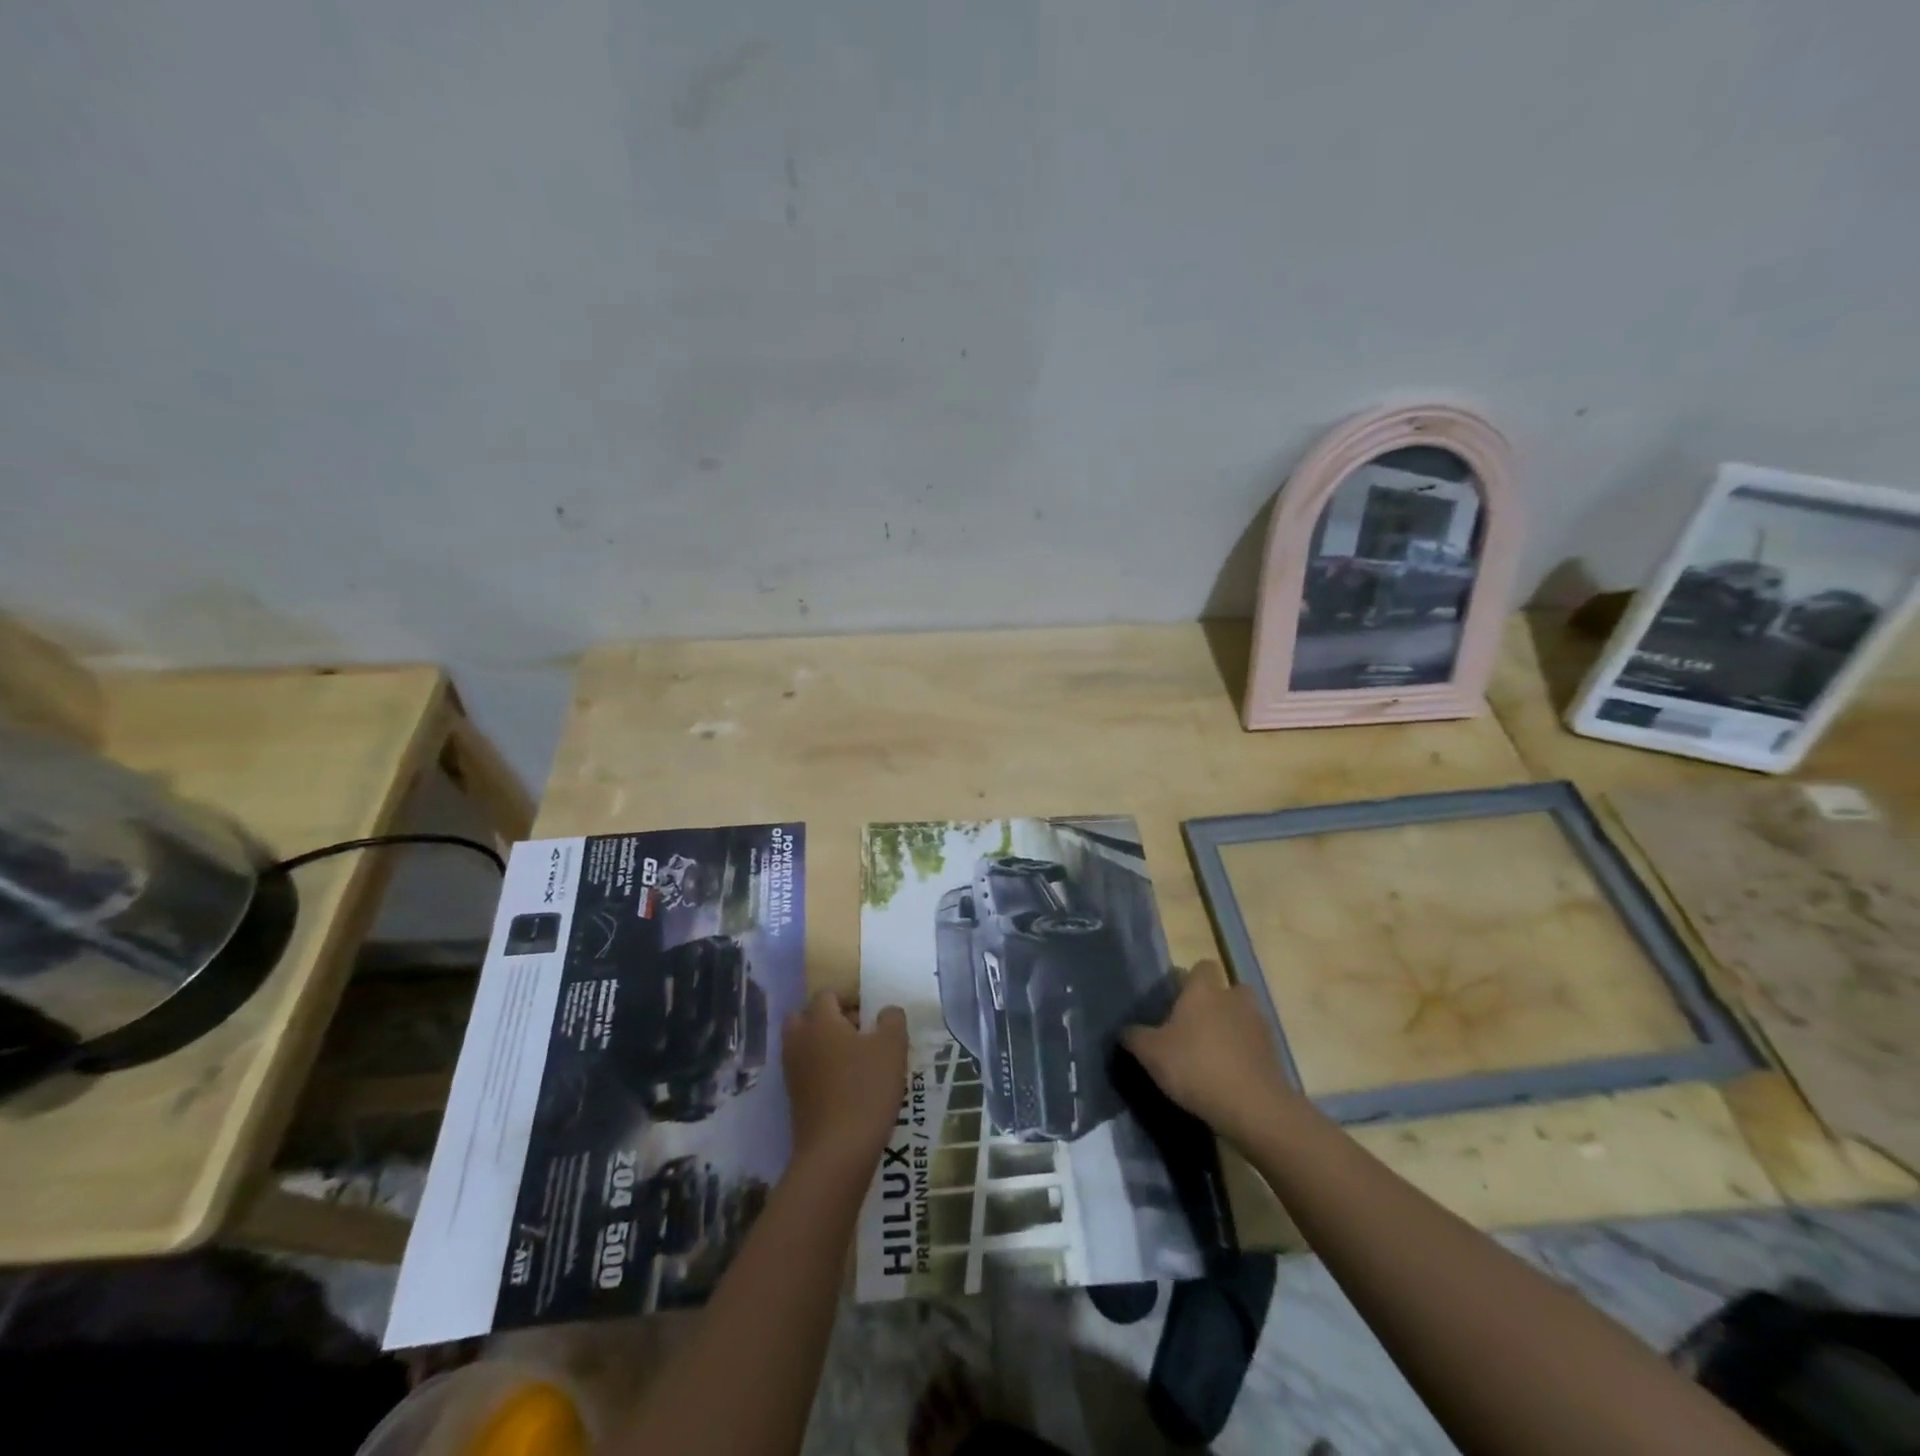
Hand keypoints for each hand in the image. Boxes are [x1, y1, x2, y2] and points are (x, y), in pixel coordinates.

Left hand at [783, 991, 907, 1175]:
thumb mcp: (892, 1048)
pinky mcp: (794, 1099)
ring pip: (804, 1044)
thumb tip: (886, 1011)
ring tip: (857, 1060)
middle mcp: (800, 1041)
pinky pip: (806, 1070)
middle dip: (829, 1018)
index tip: (871, 1013)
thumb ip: (892, 1020)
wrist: (836, 1153)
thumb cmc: (866, 1090)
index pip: (826, 994)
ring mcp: (793, 1071)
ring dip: (825, 1044)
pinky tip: (848, 1085)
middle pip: (806, 1016)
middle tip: (858, 1032)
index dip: (849, 997)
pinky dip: (821, 1069)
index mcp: (820, 1021)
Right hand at [1122, 961, 1296, 1144]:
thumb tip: (1126, 1030)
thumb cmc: (1195, 1067)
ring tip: (1211, 1055)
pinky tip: (1227, 1077)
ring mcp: (1259, 1026)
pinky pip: (1254, 1046)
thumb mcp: (1151, 1053)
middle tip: (1195, 1027)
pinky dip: (1243, 1055)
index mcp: (1204, 991)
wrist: (1253, 1107)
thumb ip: (1135, 1037)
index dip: (1191, 980)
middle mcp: (1234, 999)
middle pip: (1227, 991)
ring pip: (1243, 1018)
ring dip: (1231, 1030)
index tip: (1177, 999)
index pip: (1202, 967)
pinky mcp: (1273, 1055)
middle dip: (1216, 1004)